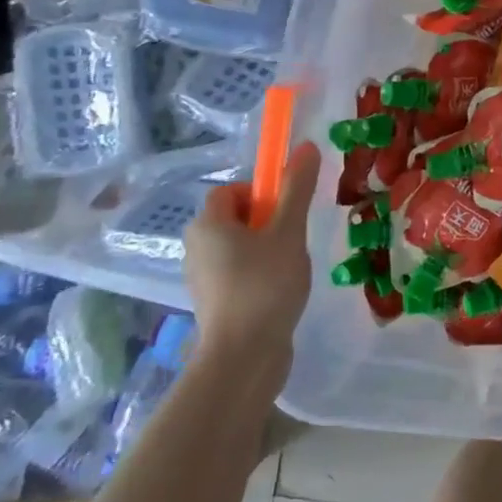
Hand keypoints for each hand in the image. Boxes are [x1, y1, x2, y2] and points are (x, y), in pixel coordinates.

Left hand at [184, 141, 320, 376]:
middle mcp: (196, 247)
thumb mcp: (288, 232)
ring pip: (240, 246)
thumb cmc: (265, 285)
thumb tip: (305, 146)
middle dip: (269, 222)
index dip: (263, 193)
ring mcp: (202, 277)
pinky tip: (281, 290)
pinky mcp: (214, 302)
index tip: (288, 212)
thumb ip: (297, 189)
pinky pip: (239, 272)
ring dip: (268, 249)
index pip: (232, 190)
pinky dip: (260, 274)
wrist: (244, 356)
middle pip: (237, 217)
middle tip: (294, 239)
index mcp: (207, 224)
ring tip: (291, 268)